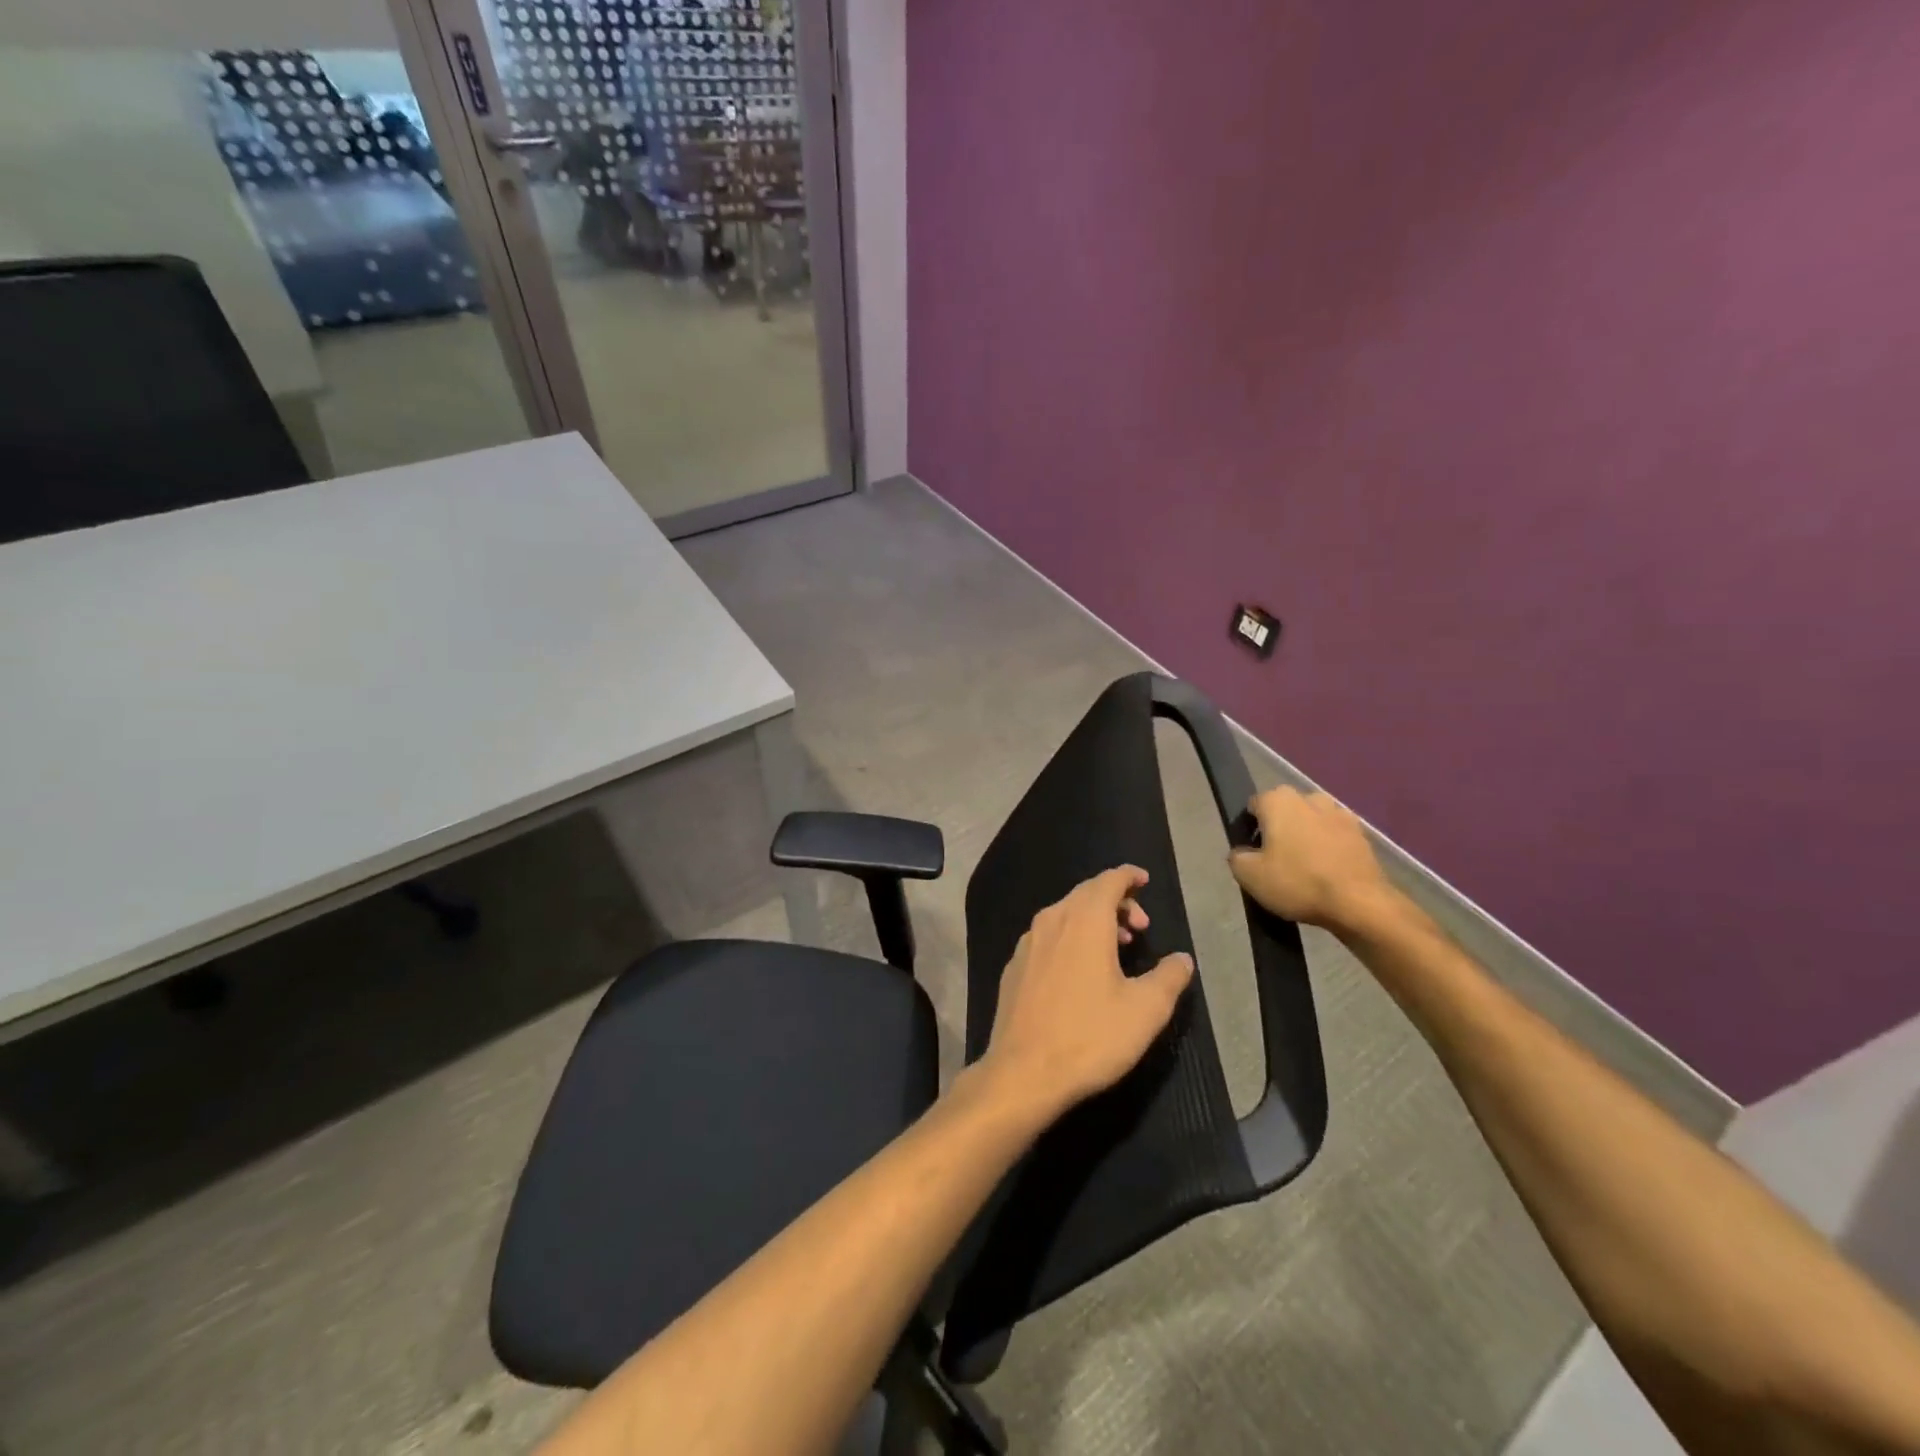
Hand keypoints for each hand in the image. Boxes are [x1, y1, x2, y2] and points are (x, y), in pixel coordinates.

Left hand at [978, 866, 1193, 1122]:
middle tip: (1141, 927)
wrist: (1023, 1072)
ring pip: (1065, 915)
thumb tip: (1182, 959)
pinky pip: (1048, 937)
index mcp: (1084, 920)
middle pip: (1086, 894)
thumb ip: (1169, 978)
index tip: (1145, 880)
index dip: (1128, 877)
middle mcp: (1052, 920)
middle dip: (1116, 902)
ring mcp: (1027, 943)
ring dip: (1093, 921)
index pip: (1108, 881)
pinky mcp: (1014, 967)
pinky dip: (1070, 939)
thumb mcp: (1145, 1011)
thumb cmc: (1090, 1036)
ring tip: (1118, 948)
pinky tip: (1080, 970)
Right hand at [1228, 787, 1395, 931]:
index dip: (1249, 829)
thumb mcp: (1248, 875)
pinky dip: (1328, 849)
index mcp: (1279, 800)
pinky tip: (1327, 874)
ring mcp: (1340, 814)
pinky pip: (1334, 837)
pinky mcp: (1362, 834)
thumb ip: (1236, 857)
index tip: (1253, 853)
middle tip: (1276, 862)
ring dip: (1305, 837)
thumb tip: (1243, 852)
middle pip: (1285, 811)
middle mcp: (1310, 798)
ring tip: (1304, 869)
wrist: (1360, 904)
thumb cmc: (1298, 882)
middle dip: (1279, 830)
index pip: (1254, 806)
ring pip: (1311, 822)